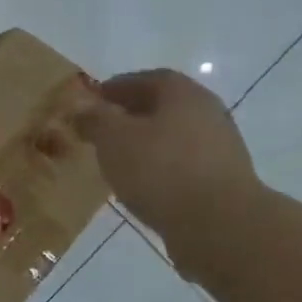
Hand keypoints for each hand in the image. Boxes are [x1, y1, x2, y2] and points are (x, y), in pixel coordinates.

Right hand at [74, 69, 261, 269]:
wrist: (217, 223)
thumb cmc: (160, 169)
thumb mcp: (113, 138)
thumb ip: (94, 119)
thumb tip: (81, 107)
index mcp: (183, 93)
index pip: (147, 79)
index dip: (117, 87)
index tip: (93, 101)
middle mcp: (207, 112)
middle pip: (163, 107)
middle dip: (130, 115)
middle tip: (101, 130)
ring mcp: (219, 147)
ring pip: (172, 136)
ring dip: (145, 143)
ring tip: (116, 159)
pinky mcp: (221, 179)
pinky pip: (181, 164)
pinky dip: (159, 167)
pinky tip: (140, 183)